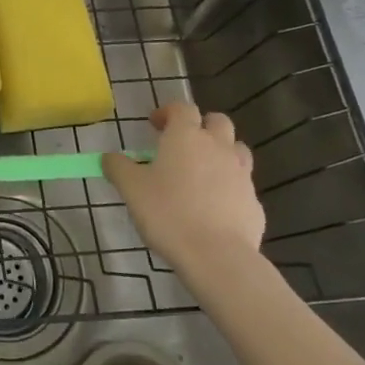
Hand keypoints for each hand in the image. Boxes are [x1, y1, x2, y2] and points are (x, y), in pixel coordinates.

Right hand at [102, 102, 261, 274]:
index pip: (182, 108)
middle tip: (183, 144)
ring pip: (237, 150)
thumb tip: (110, 157)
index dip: (168, 112)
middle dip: (201, 126)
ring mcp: (241, 174)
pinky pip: (242, 185)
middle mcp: (218, 147)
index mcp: (186, 136)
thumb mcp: (131, 188)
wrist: (216, 256)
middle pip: (218, 121)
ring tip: (203, 172)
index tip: (155, 125)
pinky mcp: (254, 203)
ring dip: (222, 152)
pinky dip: (229, 187)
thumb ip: (118, 167)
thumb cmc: (168, 213)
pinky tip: (214, 208)